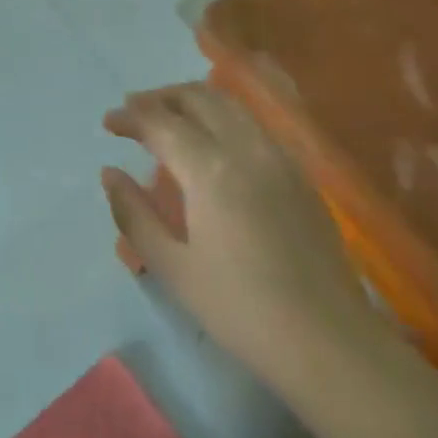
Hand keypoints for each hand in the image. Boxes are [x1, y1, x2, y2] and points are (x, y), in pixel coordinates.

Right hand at [102, 84, 395, 407]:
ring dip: (194, 100)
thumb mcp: (173, 268)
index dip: (130, 117)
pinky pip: (254, 124)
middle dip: (161, 97)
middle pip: (198, 98)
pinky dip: (224, 116)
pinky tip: (215, 141)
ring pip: (230, 104)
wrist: (328, 340)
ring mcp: (278, 156)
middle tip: (135, 110)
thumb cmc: (240, 309)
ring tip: (171, 116)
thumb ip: (135, 215)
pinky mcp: (300, 172)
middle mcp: (245, 147)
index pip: (160, 122)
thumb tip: (110, 173)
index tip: (108, 122)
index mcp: (209, 169)